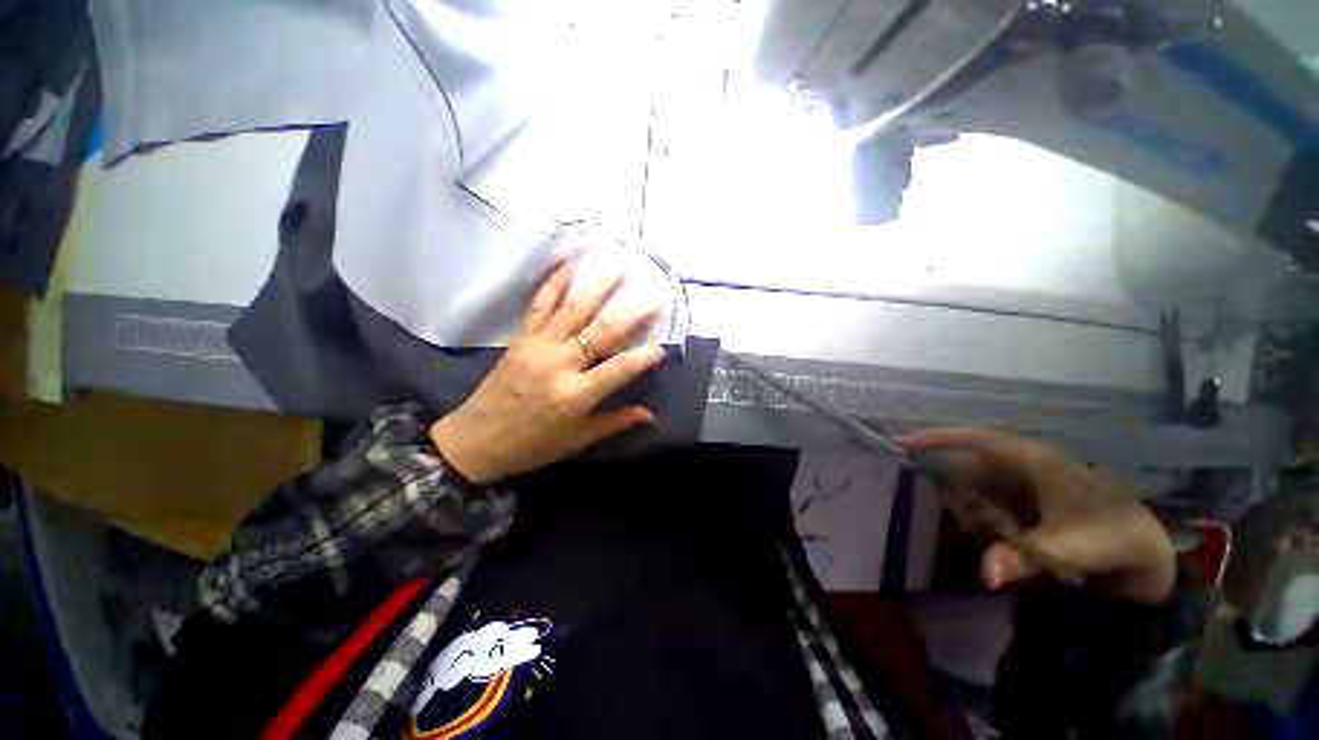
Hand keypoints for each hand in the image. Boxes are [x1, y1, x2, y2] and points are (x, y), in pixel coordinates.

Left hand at [431, 264, 664, 484]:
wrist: (475, 441)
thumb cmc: (532, 446)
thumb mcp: (578, 440)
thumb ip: (616, 422)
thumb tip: (651, 416)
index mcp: (576, 395)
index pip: (619, 369)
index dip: (643, 358)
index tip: (661, 348)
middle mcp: (559, 364)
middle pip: (601, 332)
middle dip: (631, 314)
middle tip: (652, 297)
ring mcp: (538, 347)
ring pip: (573, 311)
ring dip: (597, 288)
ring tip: (617, 269)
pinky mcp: (521, 339)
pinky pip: (538, 307)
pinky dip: (552, 285)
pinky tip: (566, 266)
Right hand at [901, 427, 1176, 604]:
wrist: (1149, 553)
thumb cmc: (1114, 540)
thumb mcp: (1071, 550)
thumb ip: (1025, 558)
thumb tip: (984, 574)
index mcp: (1035, 459)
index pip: (975, 438)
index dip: (936, 438)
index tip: (902, 444)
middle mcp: (1025, 462)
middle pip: (970, 462)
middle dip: (950, 484)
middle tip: (940, 509)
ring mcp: (1027, 478)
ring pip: (977, 480)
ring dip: (966, 502)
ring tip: (971, 528)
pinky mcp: (1030, 494)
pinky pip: (990, 495)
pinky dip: (979, 511)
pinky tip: (984, 531)